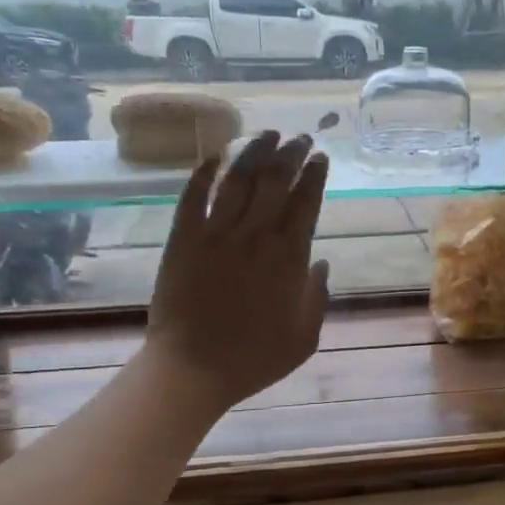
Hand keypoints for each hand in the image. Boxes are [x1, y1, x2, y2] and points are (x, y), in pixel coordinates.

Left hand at [147, 131, 329, 409]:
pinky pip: (192, 197)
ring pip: (238, 179)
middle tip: (301, 138)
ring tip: (266, 134)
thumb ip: (317, 296)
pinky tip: (213, 156)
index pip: (306, 202)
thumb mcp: (305, 336)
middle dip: (291, 153)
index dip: (315, 175)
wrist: (193, 369)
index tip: (321, 157)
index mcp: (289, 257)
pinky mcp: (183, 240)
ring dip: (254, 152)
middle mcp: (255, 236)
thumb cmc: (255, 358)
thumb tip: (322, 263)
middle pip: (275, 180)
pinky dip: (203, 173)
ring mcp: (216, 234)